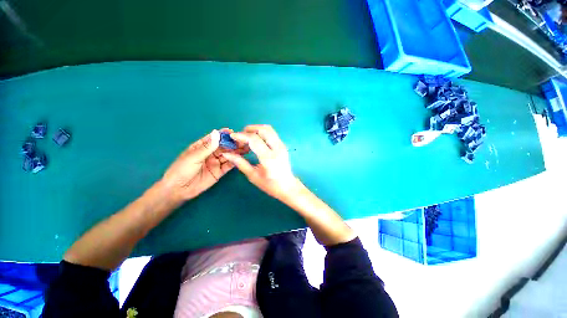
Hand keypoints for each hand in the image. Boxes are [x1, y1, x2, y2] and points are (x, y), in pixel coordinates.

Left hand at [161, 129, 246, 201]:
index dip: (223, 135)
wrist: (179, 189)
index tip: (232, 132)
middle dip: (233, 143)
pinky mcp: (220, 172)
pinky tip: (241, 158)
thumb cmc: (182, 169)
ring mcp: (216, 162)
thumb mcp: (194, 156)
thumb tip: (217, 133)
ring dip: (236, 152)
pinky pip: (229, 165)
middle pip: (224, 147)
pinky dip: (235, 161)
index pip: (214, 138)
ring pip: (228, 155)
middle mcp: (210, 153)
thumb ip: (207, 147)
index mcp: (202, 146)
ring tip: (246, 148)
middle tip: (243, 141)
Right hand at [222, 125, 301, 202]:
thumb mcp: (253, 176)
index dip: (242, 135)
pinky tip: (256, 140)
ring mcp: (282, 146)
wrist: (288, 186)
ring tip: (247, 136)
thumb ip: (240, 163)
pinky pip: (272, 133)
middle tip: (240, 136)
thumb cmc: (270, 184)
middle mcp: (277, 149)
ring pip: (269, 129)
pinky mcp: (283, 145)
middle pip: (263, 130)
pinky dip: (262, 133)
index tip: (232, 136)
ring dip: (256, 129)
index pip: (254, 139)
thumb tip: (227, 154)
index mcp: (269, 158)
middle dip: (249, 129)